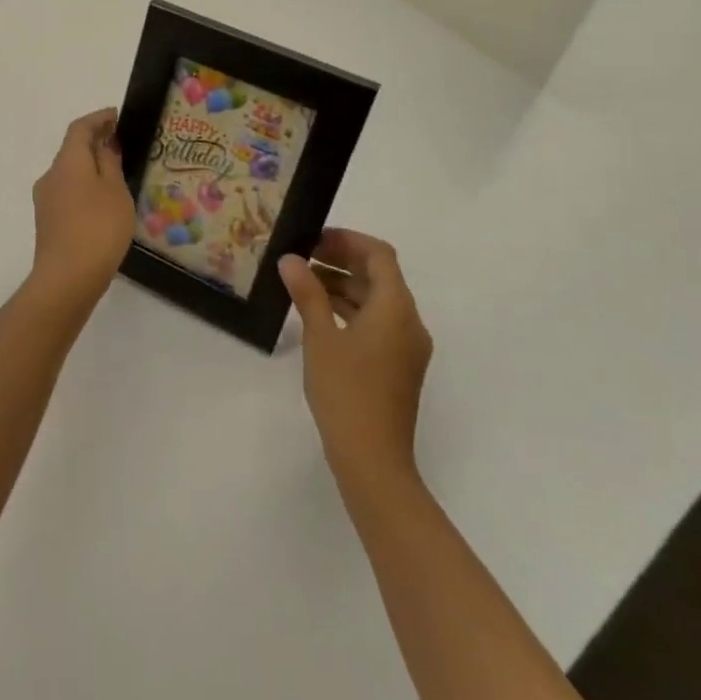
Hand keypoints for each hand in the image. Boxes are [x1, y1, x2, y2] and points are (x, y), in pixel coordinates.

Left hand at [28, 108, 134, 311]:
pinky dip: (84, 188)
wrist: (67, 278)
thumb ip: (110, 163)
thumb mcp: (115, 190)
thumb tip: (105, 145)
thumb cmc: (98, 227)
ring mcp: (45, 200)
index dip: (99, 118)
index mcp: (67, 161)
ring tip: (116, 176)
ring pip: (69, 173)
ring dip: (89, 168)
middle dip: (95, 143)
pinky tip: (102, 204)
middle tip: (120, 145)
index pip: (80, 128)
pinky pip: (68, 193)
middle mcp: (51, 175)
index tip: (117, 116)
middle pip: (72, 150)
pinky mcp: (47, 222)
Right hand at [280, 229, 432, 486]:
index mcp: (396, 308)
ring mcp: (406, 346)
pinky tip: (319, 315)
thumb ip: (307, 293)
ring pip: (377, 300)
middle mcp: (409, 322)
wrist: (373, 460)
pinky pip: (377, 323)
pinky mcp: (398, 366)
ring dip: (344, 286)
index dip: (348, 240)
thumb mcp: (320, 337)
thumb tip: (291, 259)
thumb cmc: (346, 391)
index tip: (314, 239)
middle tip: (303, 257)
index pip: (379, 255)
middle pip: (380, 276)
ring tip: (303, 282)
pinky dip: (351, 310)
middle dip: (343, 261)